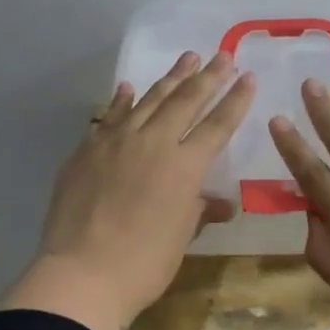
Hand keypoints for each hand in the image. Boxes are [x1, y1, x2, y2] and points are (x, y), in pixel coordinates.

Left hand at [0, 51, 255, 329]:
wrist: (81, 274)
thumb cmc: (143, 265)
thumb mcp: (181, 238)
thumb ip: (200, 211)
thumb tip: (221, 204)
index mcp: (185, 167)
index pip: (217, 125)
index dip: (235, 100)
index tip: (248, 76)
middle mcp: (153, 143)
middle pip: (185, 101)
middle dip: (208, 76)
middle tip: (222, 55)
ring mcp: (115, 142)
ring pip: (148, 100)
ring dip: (170, 78)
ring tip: (187, 58)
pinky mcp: (87, 150)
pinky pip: (109, 117)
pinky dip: (122, 100)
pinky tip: (130, 87)